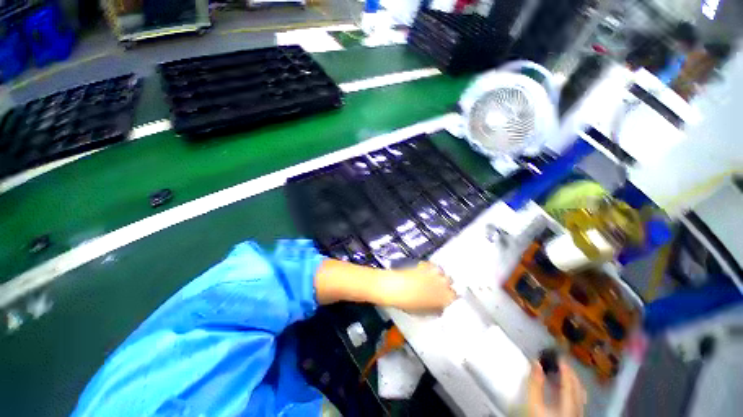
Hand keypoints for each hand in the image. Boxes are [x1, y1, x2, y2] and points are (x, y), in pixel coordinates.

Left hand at [378, 262, 455, 312]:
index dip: (450, 297)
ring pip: (441, 271)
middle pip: (450, 281)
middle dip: (445, 284)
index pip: (454, 296)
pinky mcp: (423, 264)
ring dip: (438, 275)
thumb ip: (435, 309)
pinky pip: (431, 265)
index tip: (445, 299)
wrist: (393, 287)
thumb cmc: (407, 303)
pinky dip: (429, 268)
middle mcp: (440, 282)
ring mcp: (432, 271)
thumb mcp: (423, 312)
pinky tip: (424, 272)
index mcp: (443, 296)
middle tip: (438, 289)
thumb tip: (439, 308)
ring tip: (431, 279)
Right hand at [527, 359, 586, 416]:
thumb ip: (534, 383)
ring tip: (560, 373)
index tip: (557, 355)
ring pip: (580, 394)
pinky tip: (562, 390)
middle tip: (558, 362)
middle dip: (569, 373)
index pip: (569, 381)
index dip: (564, 367)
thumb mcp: (533, 404)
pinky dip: (571, 390)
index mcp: (569, 403)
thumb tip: (535, 362)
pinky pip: (577, 400)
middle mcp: (577, 408)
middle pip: (578, 387)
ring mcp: (577, 414)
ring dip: (571, 381)